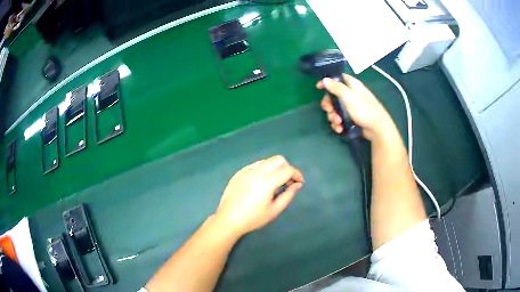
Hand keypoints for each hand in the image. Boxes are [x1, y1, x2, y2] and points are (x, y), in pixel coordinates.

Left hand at [215, 155, 303, 235]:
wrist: (228, 219)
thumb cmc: (253, 218)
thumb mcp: (274, 210)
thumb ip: (288, 195)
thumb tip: (297, 184)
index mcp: (267, 182)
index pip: (287, 170)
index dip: (297, 174)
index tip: (299, 183)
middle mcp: (256, 171)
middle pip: (278, 159)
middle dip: (287, 168)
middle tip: (288, 182)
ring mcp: (246, 170)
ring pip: (267, 160)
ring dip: (275, 168)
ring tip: (275, 182)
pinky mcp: (239, 172)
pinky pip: (255, 165)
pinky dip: (263, 169)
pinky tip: (261, 182)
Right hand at [317, 74, 393, 140]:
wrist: (377, 128)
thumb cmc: (364, 109)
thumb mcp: (349, 97)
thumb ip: (336, 88)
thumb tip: (324, 79)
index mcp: (352, 85)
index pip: (337, 78)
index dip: (327, 81)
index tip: (319, 87)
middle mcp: (351, 94)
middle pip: (333, 96)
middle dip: (329, 105)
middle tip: (330, 111)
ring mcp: (351, 107)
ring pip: (335, 109)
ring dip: (333, 117)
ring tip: (338, 123)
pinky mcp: (351, 118)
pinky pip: (340, 119)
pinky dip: (338, 124)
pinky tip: (340, 129)